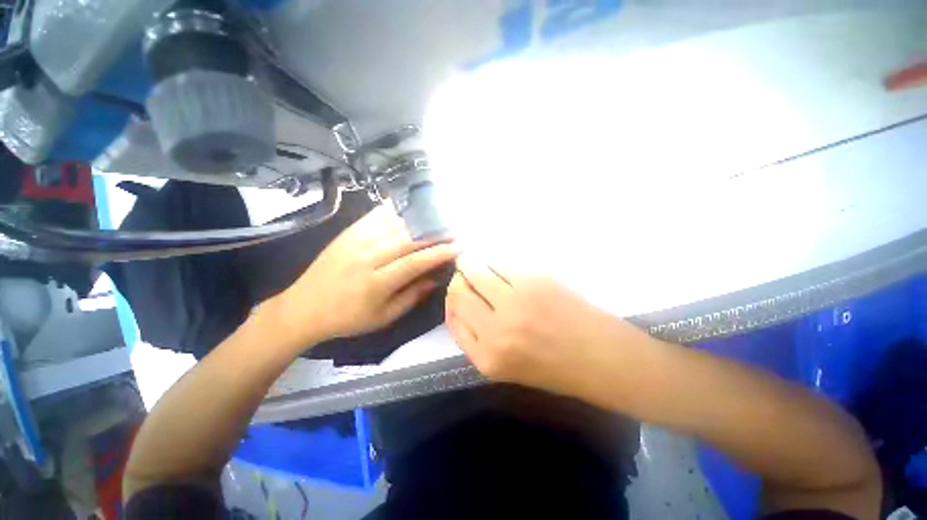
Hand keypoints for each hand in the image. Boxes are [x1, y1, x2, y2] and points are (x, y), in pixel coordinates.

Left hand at [267, 205, 458, 349]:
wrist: (303, 307)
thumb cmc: (347, 318)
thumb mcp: (383, 317)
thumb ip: (411, 297)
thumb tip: (435, 279)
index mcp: (376, 283)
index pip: (414, 262)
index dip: (439, 253)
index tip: (458, 247)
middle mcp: (366, 257)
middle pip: (407, 239)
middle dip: (435, 234)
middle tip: (453, 231)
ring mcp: (355, 241)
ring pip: (394, 224)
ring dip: (419, 220)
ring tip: (438, 219)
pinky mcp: (348, 232)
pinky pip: (376, 215)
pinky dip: (396, 209)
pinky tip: (410, 206)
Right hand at [445, 255, 654, 398]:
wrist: (603, 358)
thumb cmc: (554, 367)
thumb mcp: (505, 366)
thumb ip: (476, 339)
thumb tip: (460, 304)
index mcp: (487, 358)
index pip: (452, 317)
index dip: (452, 301)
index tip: (458, 291)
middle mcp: (496, 330)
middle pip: (459, 291)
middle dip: (459, 279)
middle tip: (465, 272)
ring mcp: (516, 302)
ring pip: (476, 270)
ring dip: (472, 264)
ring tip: (478, 264)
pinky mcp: (535, 281)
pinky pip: (500, 263)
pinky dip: (495, 262)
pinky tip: (500, 266)